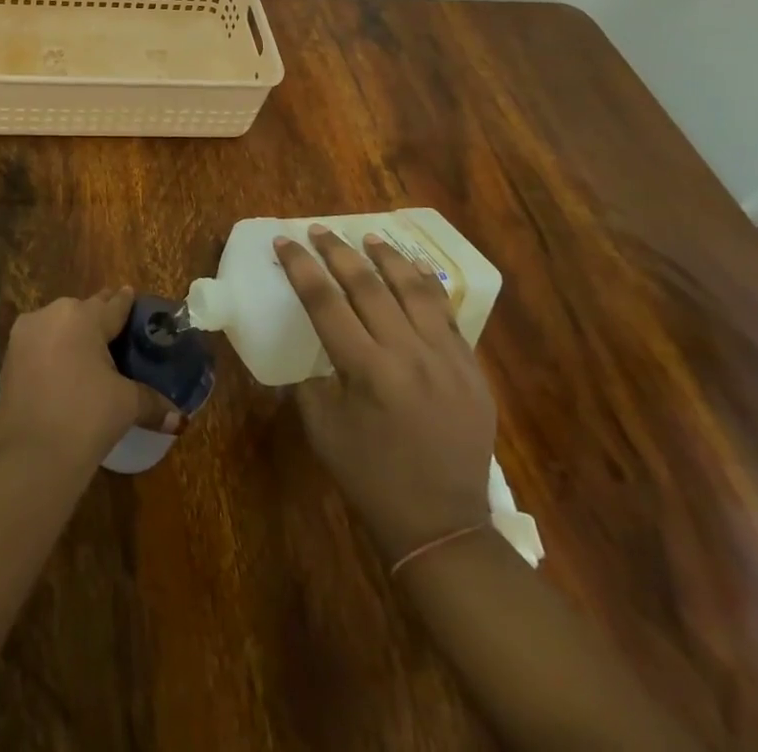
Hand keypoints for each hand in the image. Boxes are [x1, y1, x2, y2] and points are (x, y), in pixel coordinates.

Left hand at [0, 288, 180, 472]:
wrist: (29, 458)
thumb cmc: (85, 418)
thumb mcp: (125, 405)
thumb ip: (152, 402)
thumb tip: (180, 418)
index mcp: (82, 316)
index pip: (113, 304)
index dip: (127, 304)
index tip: (134, 298)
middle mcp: (51, 314)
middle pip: (83, 312)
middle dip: (100, 320)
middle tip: (118, 334)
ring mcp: (25, 335)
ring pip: (58, 326)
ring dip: (74, 336)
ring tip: (92, 355)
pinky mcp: (9, 358)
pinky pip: (40, 345)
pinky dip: (54, 353)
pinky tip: (66, 371)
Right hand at [279, 226, 495, 562]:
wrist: (442, 525)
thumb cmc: (370, 477)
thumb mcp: (323, 428)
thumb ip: (313, 379)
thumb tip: (315, 347)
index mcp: (367, 371)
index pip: (325, 301)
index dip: (301, 267)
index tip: (285, 242)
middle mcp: (409, 355)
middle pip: (368, 285)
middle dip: (338, 252)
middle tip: (319, 231)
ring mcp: (447, 360)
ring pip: (415, 290)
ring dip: (388, 258)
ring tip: (370, 237)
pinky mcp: (472, 370)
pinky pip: (447, 315)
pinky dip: (426, 287)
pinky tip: (413, 272)